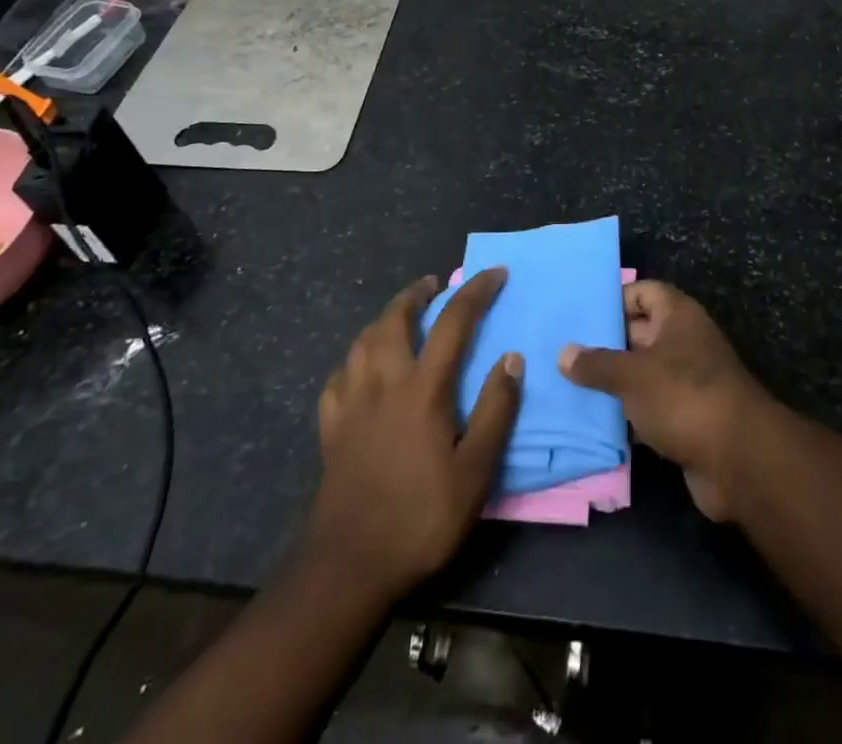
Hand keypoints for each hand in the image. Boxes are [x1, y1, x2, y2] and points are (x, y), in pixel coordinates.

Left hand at [307, 270, 520, 598]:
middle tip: (434, 284)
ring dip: (384, 318)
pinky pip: (339, 377)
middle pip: (395, 319)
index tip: (496, 272)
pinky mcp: (330, 428)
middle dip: (416, 293)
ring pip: (362, 341)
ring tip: (400, 316)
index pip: (453, 322)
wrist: (348, 568)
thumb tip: (511, 358)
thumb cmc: (420, 518)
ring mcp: (351, 404)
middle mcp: (383, 383)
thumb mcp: (475, 472)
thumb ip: (495, 411)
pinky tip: (360, 368)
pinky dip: (354, 359)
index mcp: (421, 389)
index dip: (476, 291)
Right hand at [559, 281, 768, 519]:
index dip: (614, 299)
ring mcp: (688, 381)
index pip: (644, 291)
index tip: (581, 314)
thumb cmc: (684, 397)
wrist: (738, 459)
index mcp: (678, 316)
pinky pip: (650, 406)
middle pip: (640, 332)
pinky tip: (594, 420)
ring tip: (569, 384)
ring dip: (614, 381)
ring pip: (643, 372)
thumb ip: (597, 363)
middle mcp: (684, 341)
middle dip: (606, 342)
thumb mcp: (633, 375)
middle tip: (563, 351)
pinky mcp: (687, 417)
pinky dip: (628, 412)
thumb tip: (563, 353)